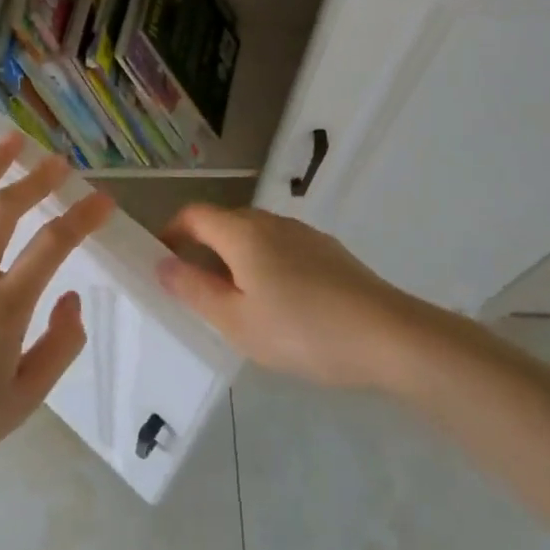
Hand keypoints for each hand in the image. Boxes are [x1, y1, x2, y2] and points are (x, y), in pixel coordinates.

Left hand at [0, 133, 112, 476]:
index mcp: (3, 309)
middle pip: (3, 211)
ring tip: (9, 141)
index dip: (81, 218)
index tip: (103, 200)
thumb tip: (71, 297)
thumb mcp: (27, 397)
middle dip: (35, 179)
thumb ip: (60, 345)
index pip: (51, 247)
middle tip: (58, 161)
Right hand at [156, 205, 414, 388]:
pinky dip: (265, 263)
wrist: (388, 335)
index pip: (194, 214)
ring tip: (237, 301)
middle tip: (196, 290)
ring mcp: (304, 234)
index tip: (162, 261)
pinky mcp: (329, 251)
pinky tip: (280, 303)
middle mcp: (271, 222)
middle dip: (202, 248)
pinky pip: (282, 247)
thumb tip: (162, 264)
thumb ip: (194, 290)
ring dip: (235, 257)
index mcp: (242, 233)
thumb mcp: (237, 321)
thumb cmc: (302, 330)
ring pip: (255, 235)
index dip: (171, 232)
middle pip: (224, 222)